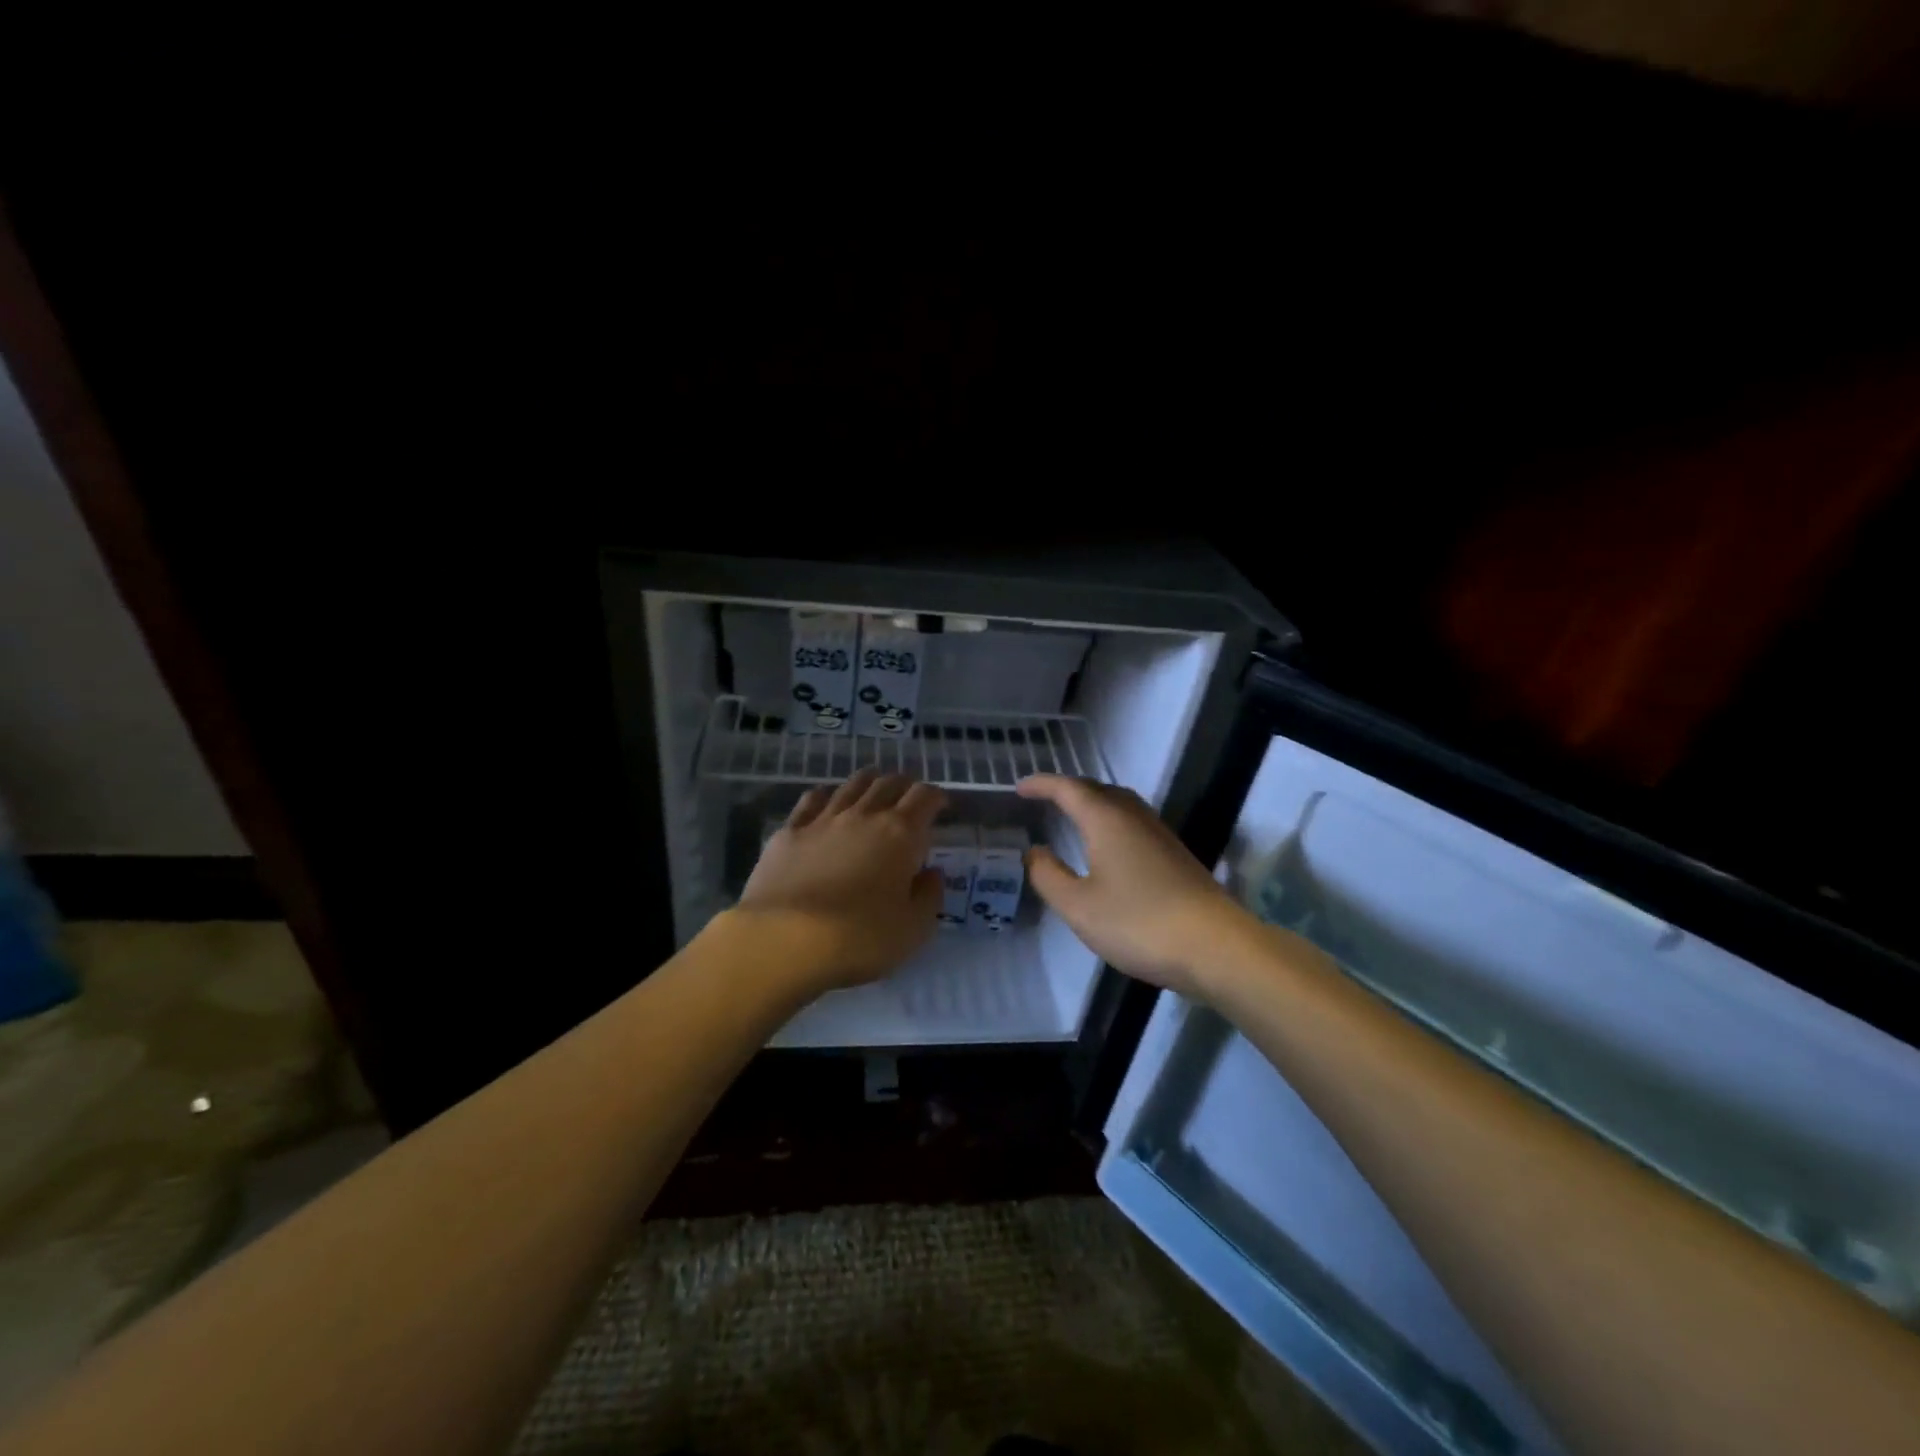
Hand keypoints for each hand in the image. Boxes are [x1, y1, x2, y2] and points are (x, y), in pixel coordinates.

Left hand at [735, 769, 945, 991]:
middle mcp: (864, 815)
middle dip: (904, 786)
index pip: (924, 797)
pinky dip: (826, 796)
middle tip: (908, 799)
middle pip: (888, 784)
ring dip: (868, 783)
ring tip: (873, 790)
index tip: (940, 806)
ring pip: (851, 785)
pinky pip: (812, 800)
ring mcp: (823, 819)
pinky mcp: (789, 832)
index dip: (936, 797)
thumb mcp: (914, 928)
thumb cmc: (860, 937)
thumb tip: (930, 874)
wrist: (785, 939)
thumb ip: (929, 896)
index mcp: (900, 834)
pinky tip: (827, 802)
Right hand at [1015, 774, 1253, 997]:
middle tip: (1044, 799)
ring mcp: (1160, 834)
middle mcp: (1134, 816)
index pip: (1068, 789)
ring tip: (1073, 815)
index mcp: (1106, 820)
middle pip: (1097, 790)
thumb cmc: (1138, 923)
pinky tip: (1109, 846)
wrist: (1215, 946)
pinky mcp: (1175, 854)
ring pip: (1120, 804)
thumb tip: (1034, 851)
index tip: (1019, 788)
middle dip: (1067, 790)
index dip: (1041, 785)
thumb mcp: (1079, 906)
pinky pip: (1134, 821)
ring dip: (1093, 802)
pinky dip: (1111, 821)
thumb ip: (1048, 876)